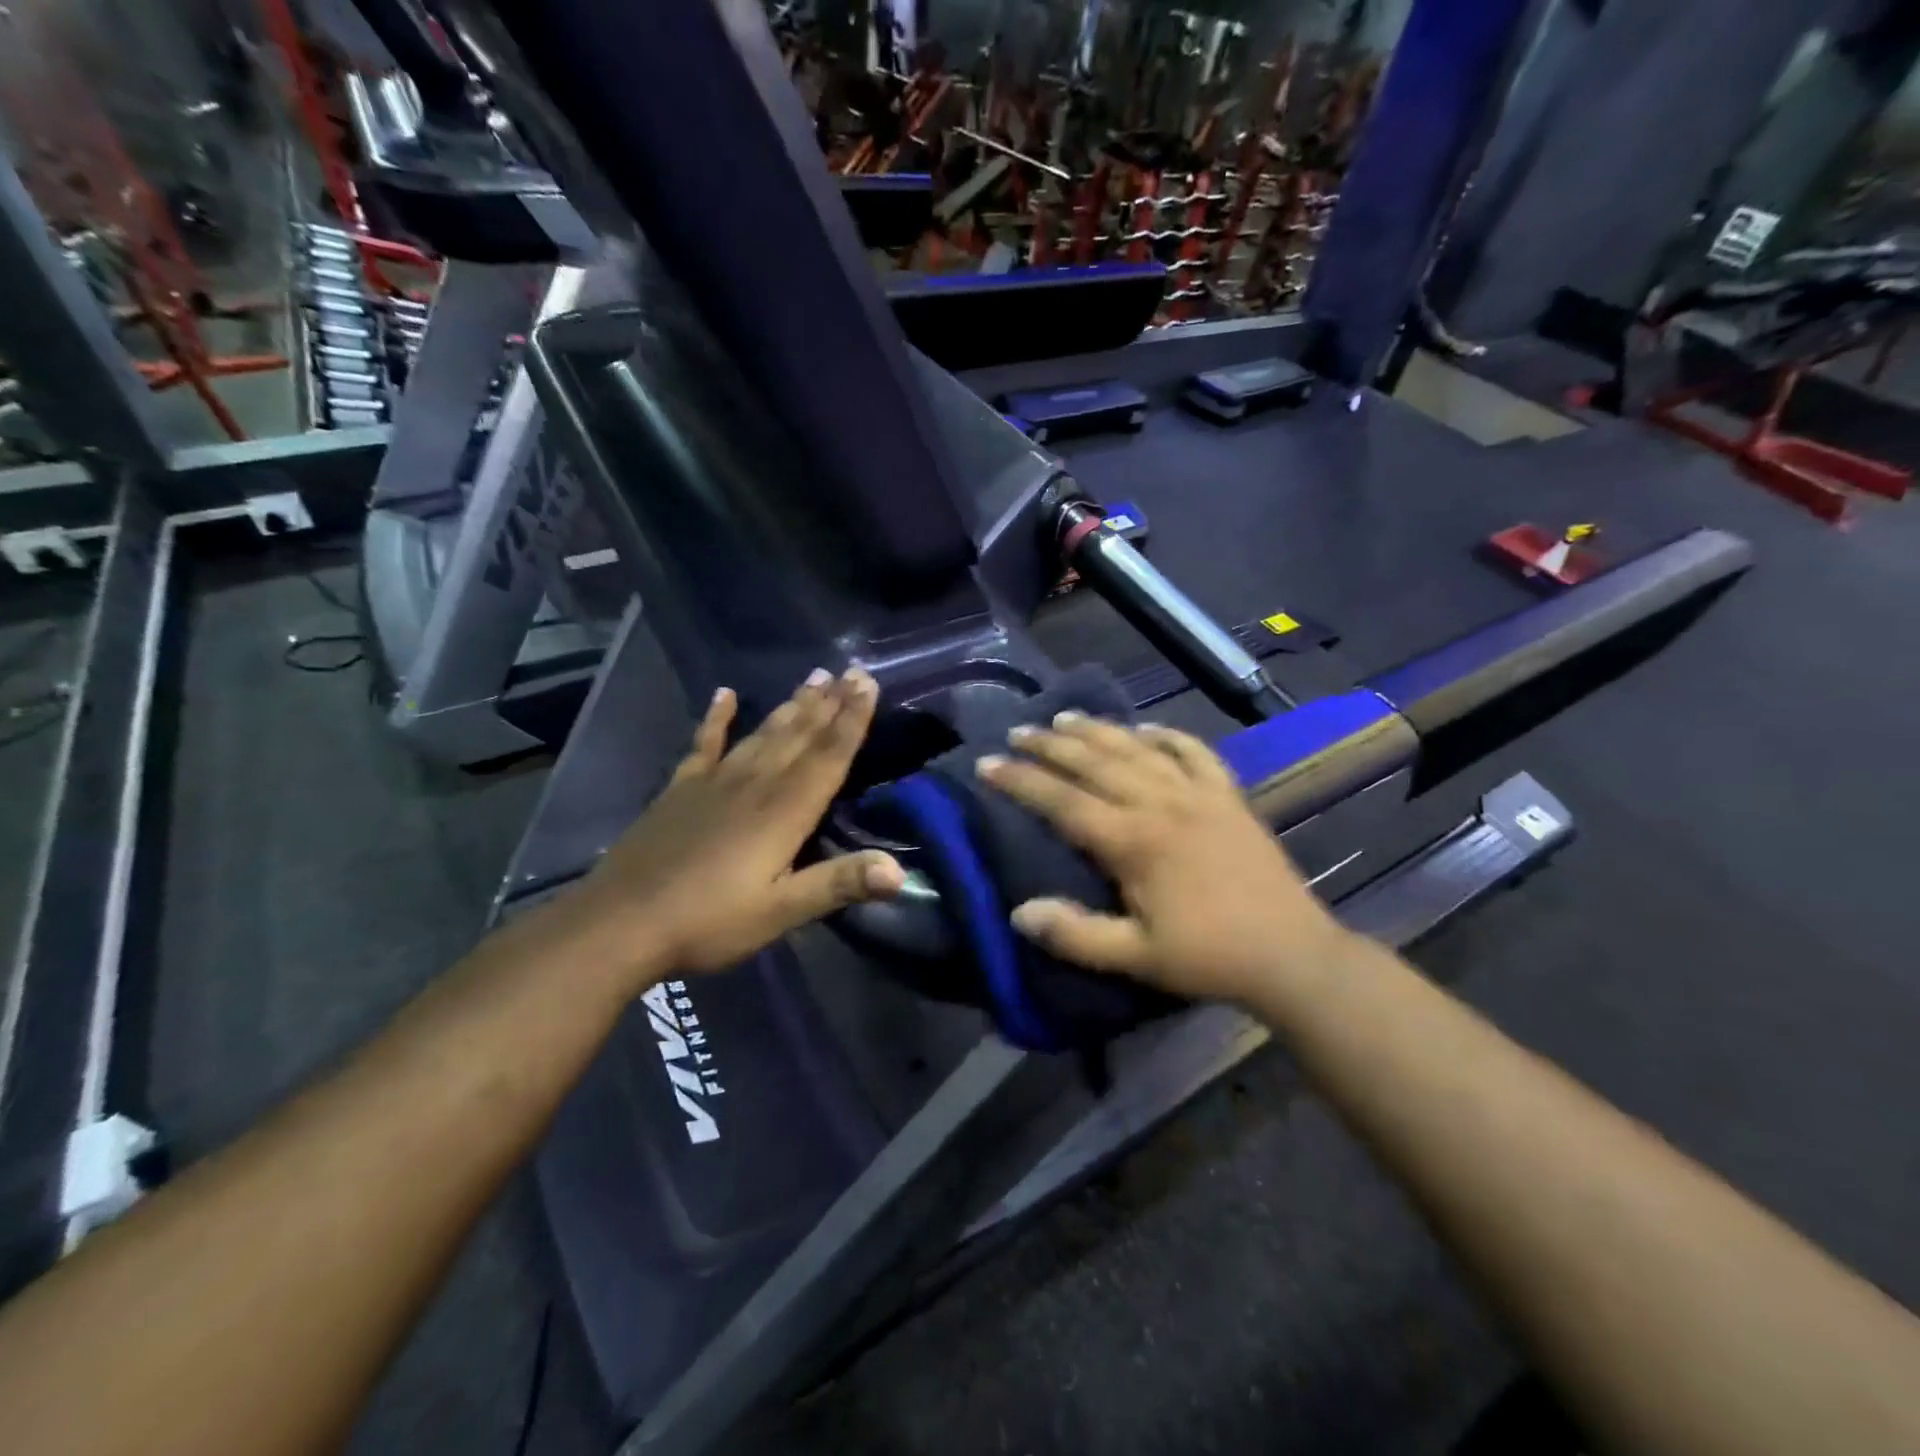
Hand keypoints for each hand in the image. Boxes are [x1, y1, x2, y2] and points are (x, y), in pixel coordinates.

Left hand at [573, 667, 904, 980]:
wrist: (620, 923)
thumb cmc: (709, 921)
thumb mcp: (780, 912)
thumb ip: (839, 885)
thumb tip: (900, 872)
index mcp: (784, 811)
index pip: (828, 756)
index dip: (852, 719)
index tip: (867, 682)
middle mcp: (755, 784)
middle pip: (800, 735)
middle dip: (829, 703)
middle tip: (851, 669)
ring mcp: (714, 782)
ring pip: (763, 733)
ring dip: (791, 705)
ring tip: (814, 677)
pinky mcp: (681, 789)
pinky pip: (704, 744)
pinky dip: (716, 718)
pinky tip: (724, 694)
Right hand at [976, 713, 1348, 1004]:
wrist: (1290, 953)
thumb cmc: (1208, 957)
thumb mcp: (1136, 957)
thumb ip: (1075, 934)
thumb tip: (1019, 913)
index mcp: (1133, 841)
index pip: (1063, 801)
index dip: (1021, 780)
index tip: (987, 763)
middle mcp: (1160, 803)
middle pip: (1094, 762)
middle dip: (1050, 745)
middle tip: (1018, 732)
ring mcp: (1198, 794)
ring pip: (1137, 749)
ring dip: (1098, 730)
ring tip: (1065, 718)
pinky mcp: (1228, 796)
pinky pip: (1194, 752)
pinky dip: (1167, 736)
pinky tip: (1148, 729)